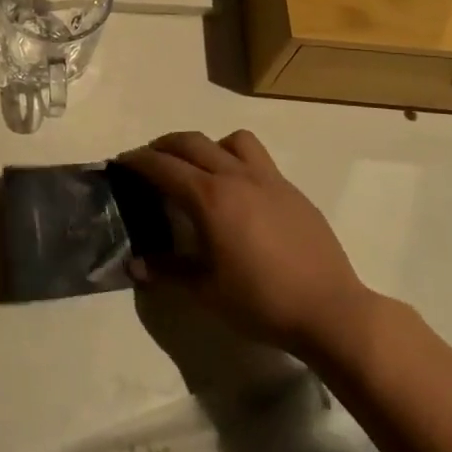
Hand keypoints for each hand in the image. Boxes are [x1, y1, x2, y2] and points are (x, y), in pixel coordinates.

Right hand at [118, 131, 374, 357]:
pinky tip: (238, 194)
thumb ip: (167, 270)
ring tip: (199, 168)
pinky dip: (237, 161)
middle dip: (164, 145)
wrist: (330, 311)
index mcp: (210, 198)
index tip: (121, 161)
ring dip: (207, 145)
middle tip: (149, 160)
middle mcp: (236, 177)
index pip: (163, 166)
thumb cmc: (261, 302)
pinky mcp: (292, 191)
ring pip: (231, 140)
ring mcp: (269, 180)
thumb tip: (135, 264)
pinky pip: (258, 160)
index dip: (137, 161)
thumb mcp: (205, 291)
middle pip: (192, 142)